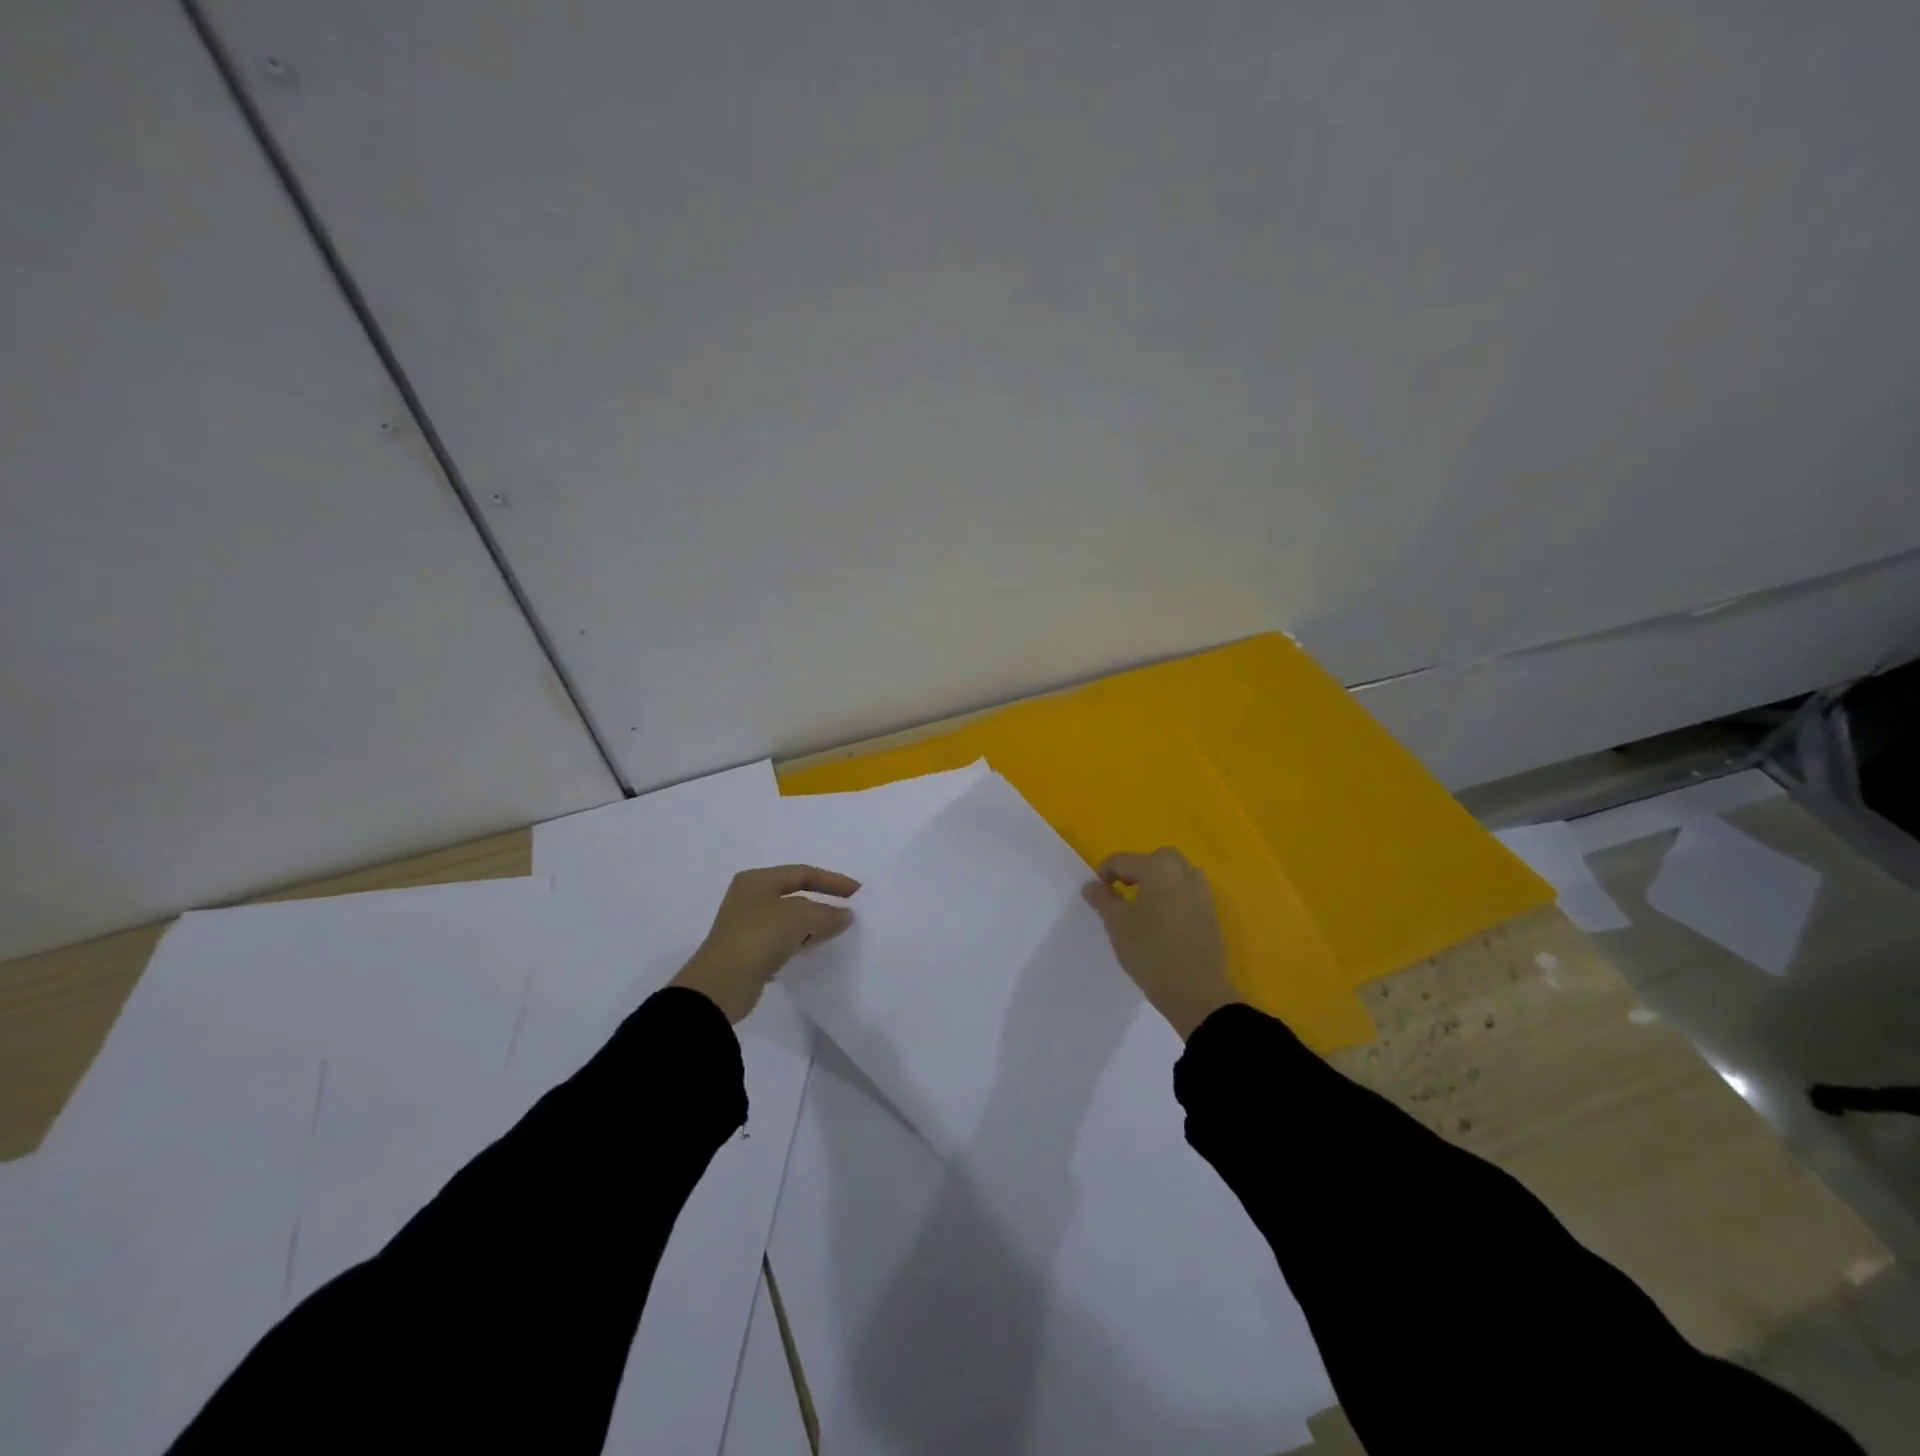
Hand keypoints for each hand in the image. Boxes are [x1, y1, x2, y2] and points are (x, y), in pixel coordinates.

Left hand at [671, 865, 859, 1022]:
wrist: (721, 985)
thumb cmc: (759, 937)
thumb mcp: (799, 917)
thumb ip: (827, 913)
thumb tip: (846, 915)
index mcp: (757, 880)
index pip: (802, 873)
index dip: (832, 880)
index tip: (858, 892)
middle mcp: (750, 898)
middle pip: (795, 895)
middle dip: (823, 902)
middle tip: (849, 912)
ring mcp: (748, 926)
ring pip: (790, 920)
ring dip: (814, 924)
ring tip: (837, 932)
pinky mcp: (749, 952)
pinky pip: (783, 941)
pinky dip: (801, 942)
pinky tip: (815, 949)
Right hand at [1082, 847, 1240, 1039]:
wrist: (1196, 992)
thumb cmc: (1150, 951)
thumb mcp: (1117, 924)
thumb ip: (1103, 899)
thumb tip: (1092, 885)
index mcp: (1159, 868)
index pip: (1123, 860)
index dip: (1104, 874)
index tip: (1096, 895)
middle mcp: (1184, 873)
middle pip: (1156, 859)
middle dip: (1136, 870)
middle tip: (1122, 893)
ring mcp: (1202, 893)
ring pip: (1176, 873)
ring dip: (1158, 881)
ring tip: (1143, 906)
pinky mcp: (1210, 913)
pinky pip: (1187, 892)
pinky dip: (1172, 896)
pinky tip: (1162, 922)